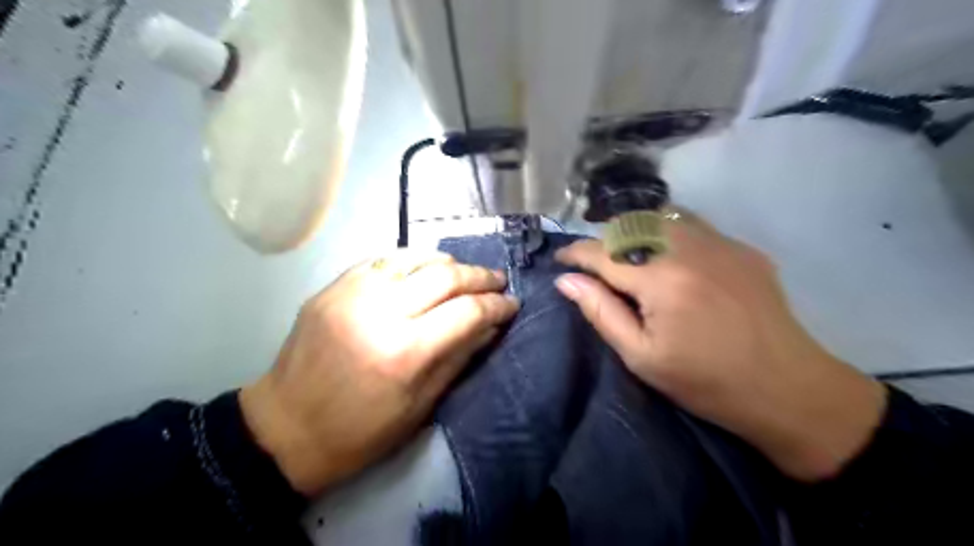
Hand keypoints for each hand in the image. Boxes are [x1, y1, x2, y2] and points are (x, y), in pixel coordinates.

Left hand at [240, 252, 521, 494]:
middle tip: (496, 281)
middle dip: (479, 276)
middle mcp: (380, 312)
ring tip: (463, 273)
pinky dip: (411, 260)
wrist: (285, 428)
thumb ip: (460, 357)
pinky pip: (381, 259)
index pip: (467, 311)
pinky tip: (422, 269)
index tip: (512, 303)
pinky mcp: (332, 287)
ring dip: (447, 262)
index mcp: (405, 352)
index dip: (497, 305)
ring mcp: (352, 293)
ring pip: (414, 257)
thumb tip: (491, 326)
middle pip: (445, 275)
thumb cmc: (360, 431)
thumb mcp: (421, 405)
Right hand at [551, 210, 887, 481]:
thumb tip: (566, 280)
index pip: (603, 252)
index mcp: (661, 280)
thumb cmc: (706, 382)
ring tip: (629, 257)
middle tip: (595, 265)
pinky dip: (668, 233)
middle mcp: (689, 248)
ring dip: (635, 232)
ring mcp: (720, 243)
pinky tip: (670, 258)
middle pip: (630, 225)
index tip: (560, 259)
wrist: (788, 388)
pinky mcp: (741, 247)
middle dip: (604, 240)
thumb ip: (601, 312)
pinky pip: (693, 225)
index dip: (575, 252)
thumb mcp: (642, 357)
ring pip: (661, 217)